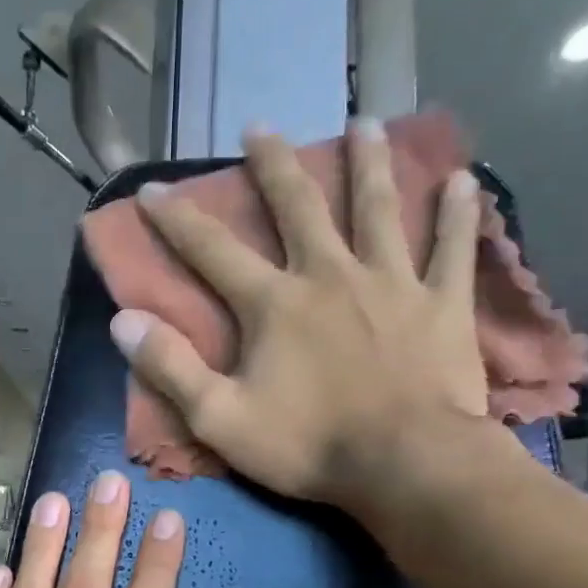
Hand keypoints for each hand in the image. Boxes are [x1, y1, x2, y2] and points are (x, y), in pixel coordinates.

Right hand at [109, 120, 495, 522]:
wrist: (405, 464)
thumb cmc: (308, 446)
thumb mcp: (220, 419)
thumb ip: (171, 369)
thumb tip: (123, 321)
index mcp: (274, 304)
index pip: (213, 251)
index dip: (178, 219)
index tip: (153, 189)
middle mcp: (330, 275)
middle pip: (298, 207)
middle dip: (273, 166)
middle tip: (260, 127)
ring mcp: (392, 283)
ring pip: (378, 209)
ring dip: (368, 164)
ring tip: (363, 123)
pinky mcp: (442, 304)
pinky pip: (452, 249)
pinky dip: (458, 215)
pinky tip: (463, 181)